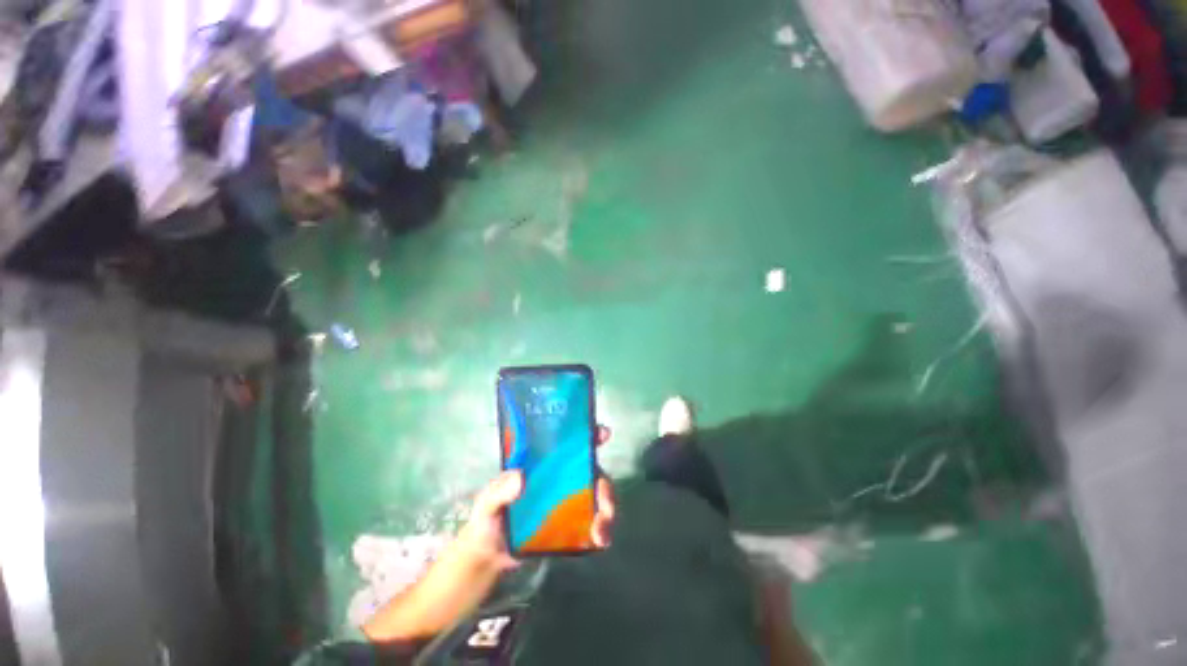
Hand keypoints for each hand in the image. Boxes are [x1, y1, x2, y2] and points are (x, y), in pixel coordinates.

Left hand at [362, 426, 615, 643]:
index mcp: (545, 466)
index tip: (603, 433)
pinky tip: (599, 542)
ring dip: (606, 511)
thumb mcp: (487, 503)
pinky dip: (602, 529)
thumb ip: (498, 491)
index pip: (570, 444)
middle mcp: (562, 479)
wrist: (488, 558)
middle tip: (605, 507)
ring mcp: (569, 502)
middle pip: (592, 473)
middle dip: (604, 486)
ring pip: (598, 497)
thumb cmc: (487, 520)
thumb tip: (520, 479)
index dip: (590, 435)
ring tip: (600, 533)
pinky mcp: (572, 525)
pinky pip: (594, 521)